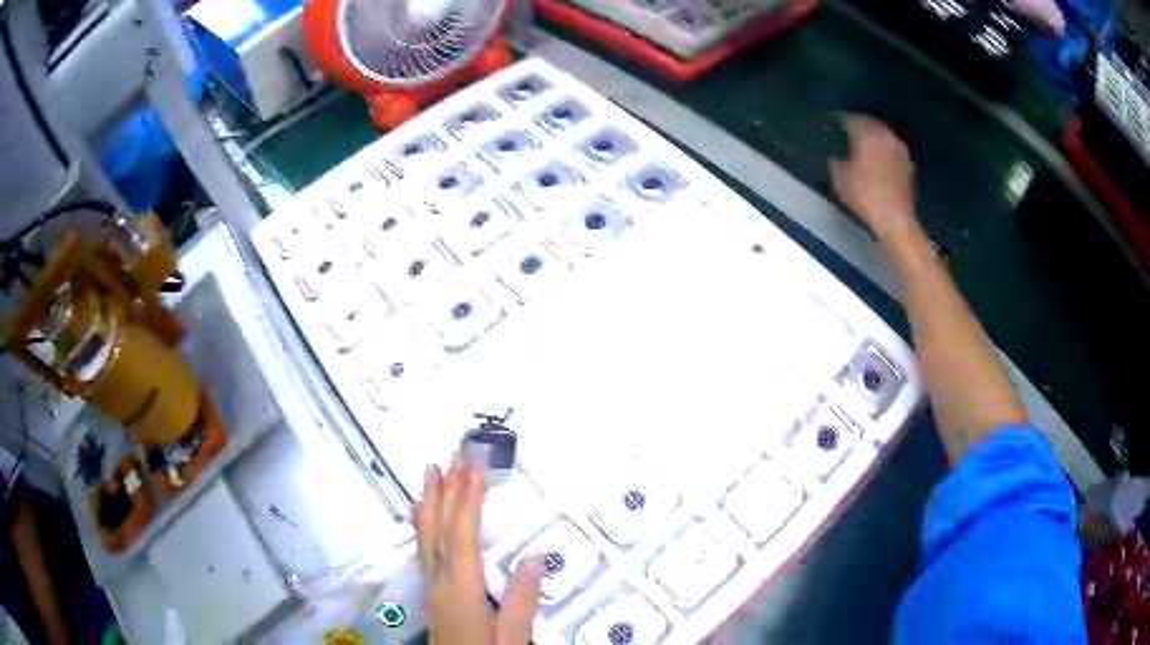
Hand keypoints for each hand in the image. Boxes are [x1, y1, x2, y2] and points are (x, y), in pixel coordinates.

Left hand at [414, 454, 544, 644]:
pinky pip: (423, 549)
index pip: (463, 535)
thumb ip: (522, 601)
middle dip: (445, 490)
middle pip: (439, 529)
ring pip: (426, 536)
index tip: (475, 466)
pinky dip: (423, 525)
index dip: (468, 499)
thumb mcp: (513, 638)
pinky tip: (423, 517)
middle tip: (450, 455)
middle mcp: (440, 581)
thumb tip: (536, 556)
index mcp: (462, 589)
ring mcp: (432, 587)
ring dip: (430, 502)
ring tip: (430, 473)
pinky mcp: (431, 594)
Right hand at [830, 114, 918, 241]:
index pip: (851, 118)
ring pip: (881, 134)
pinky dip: (882, 149)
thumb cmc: (866, 197)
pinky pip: (890, 147)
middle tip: (847, 134)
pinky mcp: (907, 162)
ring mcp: (899, 148)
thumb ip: (836, 159)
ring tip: (862, 146)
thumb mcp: (840, 178)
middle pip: (869, 123)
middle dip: (858, 126)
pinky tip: (876, 159)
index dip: (840, 121)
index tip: (833, 126)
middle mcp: (886, 136)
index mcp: (868, 135)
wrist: (896, 220)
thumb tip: (835, 153)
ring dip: (871, 137)